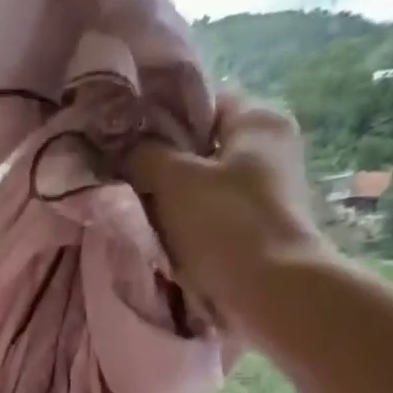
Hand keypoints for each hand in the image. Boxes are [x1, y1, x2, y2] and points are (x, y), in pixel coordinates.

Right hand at [128, 89, 337, 318]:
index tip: (122, 138)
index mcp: (258, 119)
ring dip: (169, 194)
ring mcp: (265, 188)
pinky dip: (185, 219)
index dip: (157, 115)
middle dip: (160, 159)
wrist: (271, 292)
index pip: (199, 100)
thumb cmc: (225, 224)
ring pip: (201, 180)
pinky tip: (159, 231)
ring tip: (133, 205)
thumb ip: (142, 154)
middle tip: (121, 174)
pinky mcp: (257, 224)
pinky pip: (209, 211)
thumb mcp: (173, 179)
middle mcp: (269, 146)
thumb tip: (123, 148)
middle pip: (199, 143)